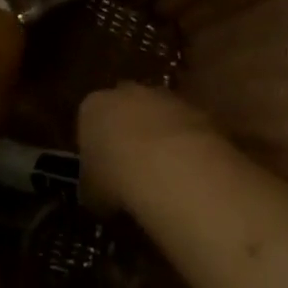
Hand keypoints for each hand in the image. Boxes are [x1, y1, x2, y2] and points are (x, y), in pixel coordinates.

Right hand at [77, 83, 226, 213]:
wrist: (173, 169)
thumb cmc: (118, 179)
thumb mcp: (92, 193)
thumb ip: (94, 186)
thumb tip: (99, 194)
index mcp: (93, 107)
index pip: (89, 121)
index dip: (96, 147)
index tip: (102, 171)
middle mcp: (127, 92)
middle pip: (125, 111)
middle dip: (128, 133)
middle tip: (132, 169)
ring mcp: (166, 98)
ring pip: (159, 116)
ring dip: (161, 138)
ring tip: (164, 174)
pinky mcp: (199, 110)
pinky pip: (188, 128)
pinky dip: (187, 145)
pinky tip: (188, 173)